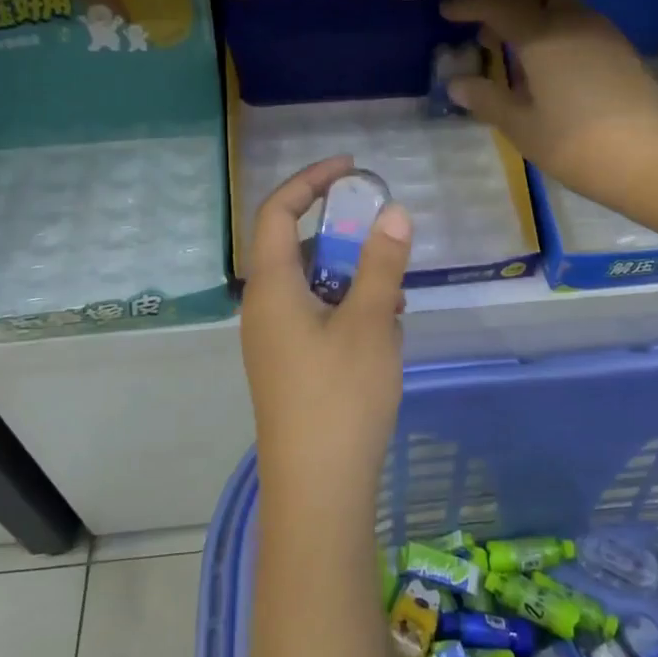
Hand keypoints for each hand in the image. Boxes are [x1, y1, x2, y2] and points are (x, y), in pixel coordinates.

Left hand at [240, 156, 412, 511]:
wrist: (317, 488)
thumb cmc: (341, 398)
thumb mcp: (371, 324)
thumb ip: (382, 264)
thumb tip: (393, 211)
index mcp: (272, 288)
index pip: (278, 212)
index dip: (310, 181)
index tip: (352, 167)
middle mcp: (264, 309)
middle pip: (296, 248)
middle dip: (342, 235)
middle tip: (385, 239)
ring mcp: (274, 342)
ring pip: (312, 286)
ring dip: (351, 277)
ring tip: (394, 296)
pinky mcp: (289, 367)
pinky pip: (315, 317)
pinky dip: (347, 308)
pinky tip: (383, 331)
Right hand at [441, 0, 657, 214]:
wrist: (654, 160)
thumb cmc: (577, 145)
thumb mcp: (523, 128)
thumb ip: (488, 100)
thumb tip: (457, 83)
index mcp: (542, 37)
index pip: (499, 6)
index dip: (470, 7)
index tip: (448, 12)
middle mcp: (573, 22)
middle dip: (506, 0)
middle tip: (485, 25)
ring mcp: (602, 33)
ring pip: (562, 3)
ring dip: (534, 11)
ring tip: (514, 45)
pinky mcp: (621, 50)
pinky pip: (579, 21)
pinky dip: (555, 27)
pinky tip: (548, 61)